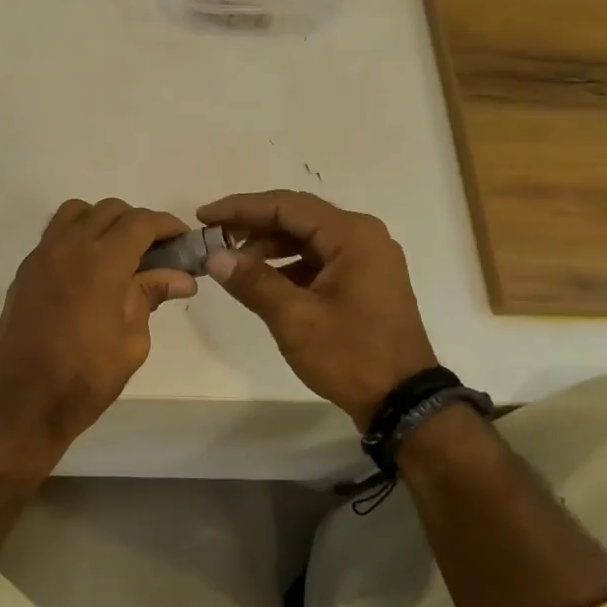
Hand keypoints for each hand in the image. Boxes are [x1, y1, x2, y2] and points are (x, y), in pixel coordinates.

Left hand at [0, 199, 196, 450]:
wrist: (21, 403)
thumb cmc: (84, 379)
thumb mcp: (131, 342)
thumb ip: (150, 297)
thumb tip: (181, 277)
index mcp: (101, 262)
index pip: (140, 222)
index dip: (167, 226)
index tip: (183, 241)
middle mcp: (68, 247)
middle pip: (109, 210)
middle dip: (137, 223)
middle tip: (155, 252)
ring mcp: (41, 256)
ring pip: (76, 213)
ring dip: (103, 222)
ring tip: (119, 254)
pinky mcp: (25, 271)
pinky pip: (55, 235)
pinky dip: (77, 237)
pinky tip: (89, 271)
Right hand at [197, 190, 436, 430]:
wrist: (402, 400)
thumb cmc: (350, 355)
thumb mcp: (295, 318)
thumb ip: (253, 281)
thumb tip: (214, 256)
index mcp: (352, 235)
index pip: (287, 206)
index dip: (241, 209)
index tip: (204, 216)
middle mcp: (363, 236)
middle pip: (298, 217)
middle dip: (252, 225)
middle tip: (212, 237)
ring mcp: (366, 259)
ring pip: (307, 238)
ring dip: (268, 245)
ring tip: (231, 261)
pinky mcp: (363, 280)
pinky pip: (318, 259)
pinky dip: (287, 264)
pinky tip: (261, 280)